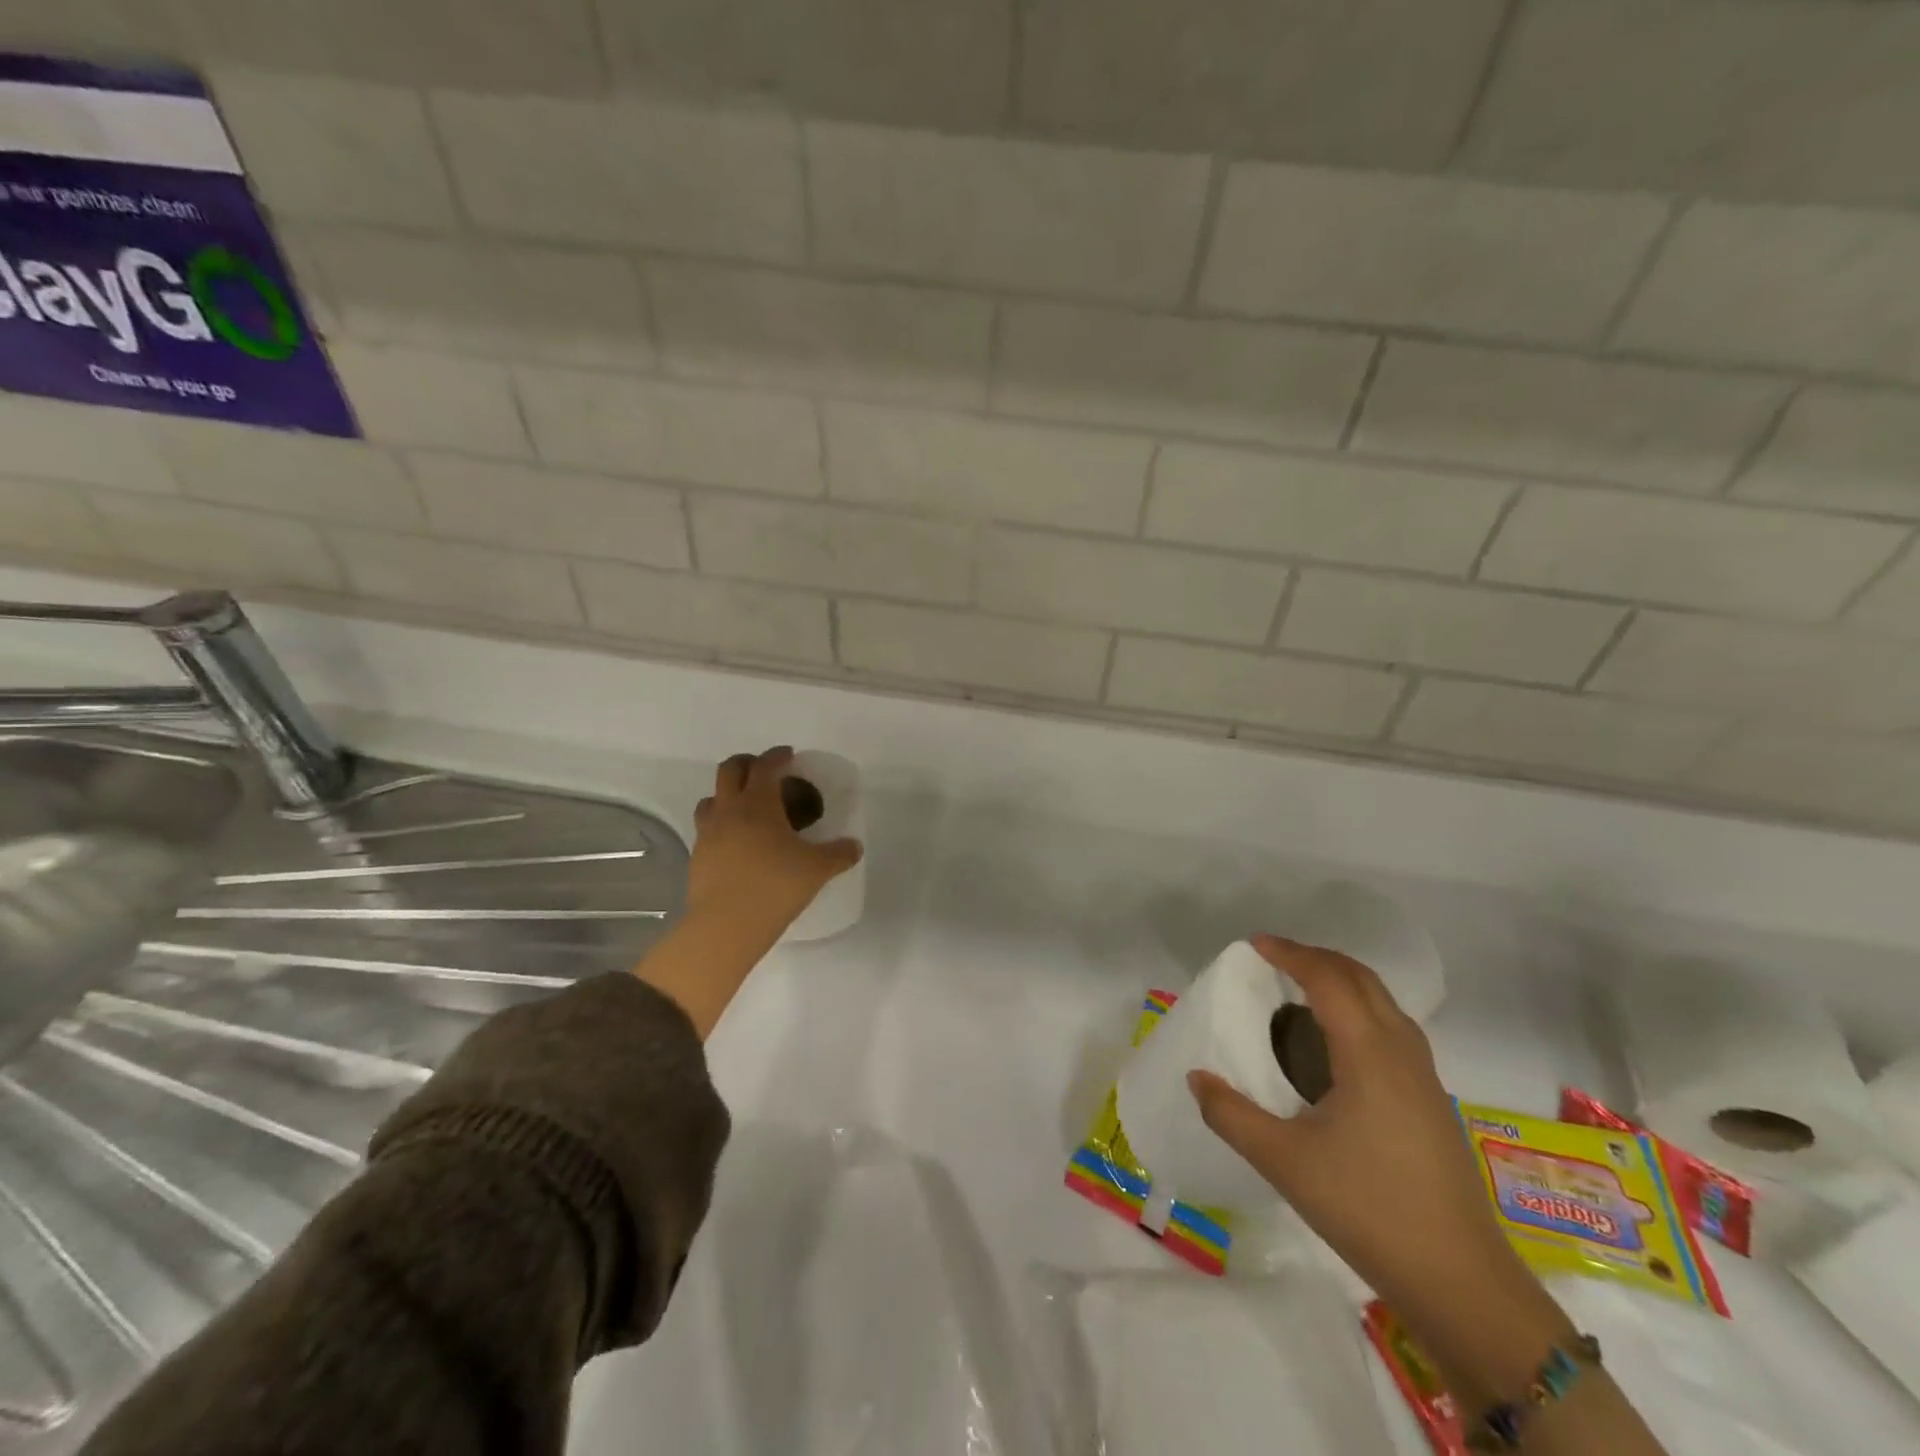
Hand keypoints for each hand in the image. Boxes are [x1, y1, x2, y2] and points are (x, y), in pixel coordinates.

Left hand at [686, 747, 862, 937]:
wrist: (726, 925)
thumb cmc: (775, 887)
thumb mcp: (817, 869)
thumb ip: (839, 853)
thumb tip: (855, 846)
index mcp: (759, 804)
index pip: (765, 766)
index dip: (777, 756)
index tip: (789, 755)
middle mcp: (729, 810)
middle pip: (729, 770)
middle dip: (747, 763)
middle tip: (766, 772)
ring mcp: (708, 832)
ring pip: (711, 798)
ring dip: (728, 793)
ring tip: (746, 807)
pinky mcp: (697, 855)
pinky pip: (707, 828)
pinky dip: (721, 824)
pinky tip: (737, 842)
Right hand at [1186, 934, 1531, 1320]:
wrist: (1461, 1281)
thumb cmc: (1368, 1209)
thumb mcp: (1284, 1162)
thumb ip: (1231, 1114)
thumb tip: (1196, 1078)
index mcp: (1369, 1054)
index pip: (1329, 979)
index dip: (1291, 954)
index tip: (1254, 945)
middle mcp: (1402, 1052)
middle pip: (1362, 979)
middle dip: (1317, 958)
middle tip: (1274, 959)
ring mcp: (1424, 1077)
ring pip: (1383, 1003)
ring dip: (1342, 982)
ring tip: (1300, 991)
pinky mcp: (1432, 1102)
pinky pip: (1392, 1029)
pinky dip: (1359, 1010)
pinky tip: (1335, 1044)